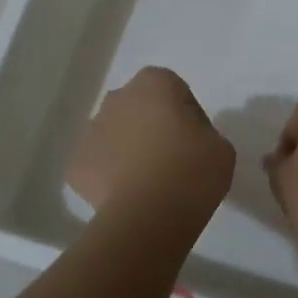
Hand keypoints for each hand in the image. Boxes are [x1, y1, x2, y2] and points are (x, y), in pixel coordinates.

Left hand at [68, 68, 234, 223]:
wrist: (149, 215)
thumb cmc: (193, 171)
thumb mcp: (221, 147)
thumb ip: (202, 134)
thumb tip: (186, 143)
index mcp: (155, 83)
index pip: (174, 91)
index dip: (186, 116)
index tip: (195, 142)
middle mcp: (117, 98)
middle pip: (138, 109)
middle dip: (150, 127)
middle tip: (172, 160)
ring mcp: (91, 131)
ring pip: (114, 135)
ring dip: (128, 150)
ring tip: (149, 184)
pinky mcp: (76, 165)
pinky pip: (98, 166)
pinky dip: (110, 178)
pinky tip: (128, 198)